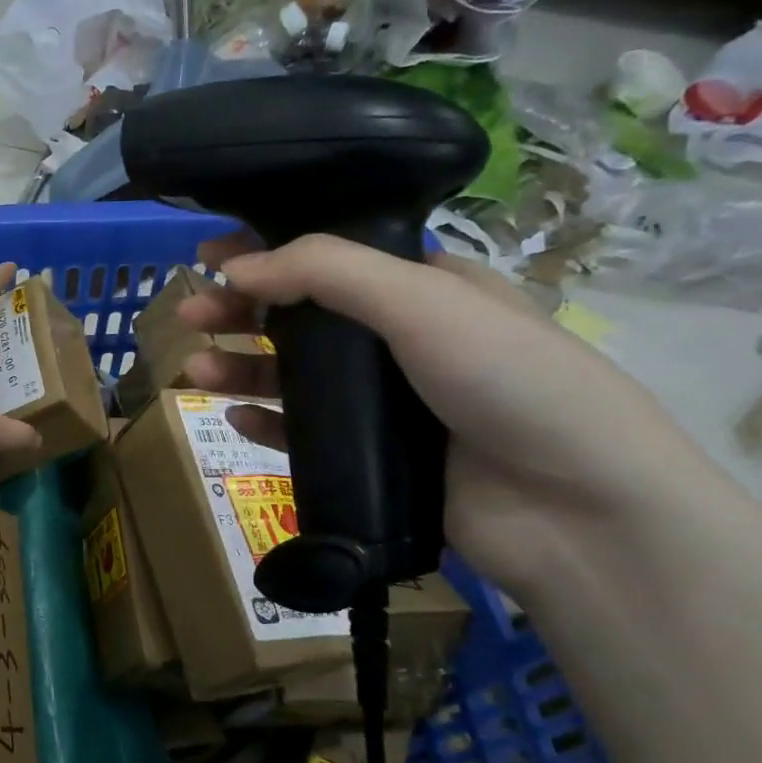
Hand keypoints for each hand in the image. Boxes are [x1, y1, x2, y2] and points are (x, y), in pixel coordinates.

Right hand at [178, 232, 713, 596]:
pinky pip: (304, 435)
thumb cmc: (509, 381)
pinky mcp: (373, 460)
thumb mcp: (423, 301)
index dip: (270, 252)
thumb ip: (326, 272)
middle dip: (241, 311)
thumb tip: (235, 266)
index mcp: (425, 288)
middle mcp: (402, 341)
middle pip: (302, 317)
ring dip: (242, 368)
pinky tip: (235, 419)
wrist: (574, 509)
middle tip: (187, 313)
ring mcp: (387, 405)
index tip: (211, 255)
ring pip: (296, 378)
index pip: (332, 258)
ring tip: (196, 370)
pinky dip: (266, 424)